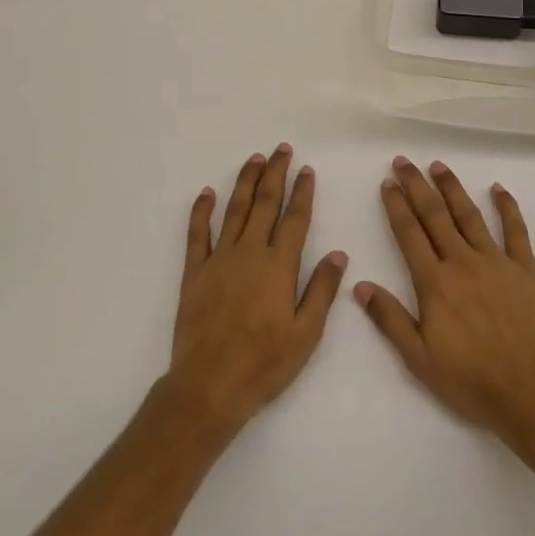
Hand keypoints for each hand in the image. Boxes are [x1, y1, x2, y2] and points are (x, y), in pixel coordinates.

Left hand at [164, 144, 347, 435]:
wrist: (210, 386)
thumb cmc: (264, 364)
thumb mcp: (306, 334)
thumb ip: (322, 290)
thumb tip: (340, 253)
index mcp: (279, 266)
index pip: (295, 219)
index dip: (302, 192)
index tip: (307, 170)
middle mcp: (250, 252)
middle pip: (265, 203)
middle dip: (275, 173)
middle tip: (282, 149)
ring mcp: (219, 259)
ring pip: (234, 210)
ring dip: (245, 181)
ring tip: (254, 159)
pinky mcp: (194, 272)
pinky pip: (197, 233)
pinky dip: (201, 210)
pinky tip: (206, 193)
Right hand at [355, 158, 534, 442]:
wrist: (529, 392)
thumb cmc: (470, 379)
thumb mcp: (418, 357)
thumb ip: (389, 318)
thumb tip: (359, 285)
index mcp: (435, 282)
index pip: (409, 234)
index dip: (396, 206)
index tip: (387, 183)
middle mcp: (462, 262)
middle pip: (435, 215)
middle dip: (417, 186)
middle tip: (404, 161)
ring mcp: (495, 261)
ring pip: (469, 215)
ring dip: (452, 188)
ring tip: (438, 165)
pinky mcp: (524, 269)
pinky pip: (516, 230)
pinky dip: (507, 207)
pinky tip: (498, 188)